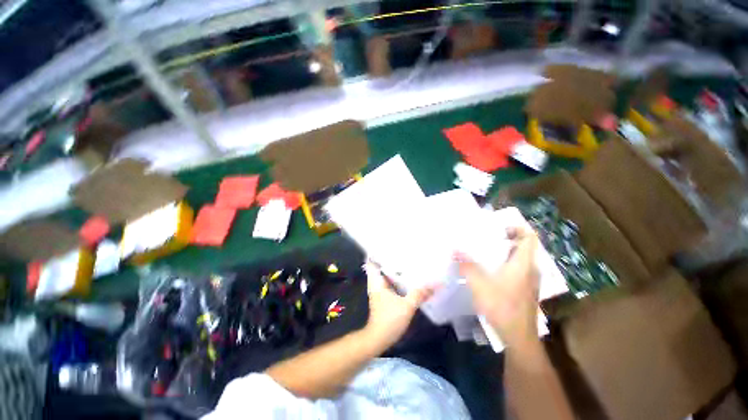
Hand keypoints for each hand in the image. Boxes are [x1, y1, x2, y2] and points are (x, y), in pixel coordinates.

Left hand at [362, 260, 435, 349]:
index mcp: (377, 281)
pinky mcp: (383, 297)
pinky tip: (407, 279)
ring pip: (385, 275)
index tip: (389, 247)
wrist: (379, 338)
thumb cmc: (389, 319)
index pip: (372, 262)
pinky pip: (389, 283)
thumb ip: (420, 294)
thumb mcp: (407, 306)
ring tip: (406, 262)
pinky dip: (396, 279)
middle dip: (390, 259)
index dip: (378, 253)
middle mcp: (376, 283)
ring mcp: (379, 290)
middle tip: (403, 252)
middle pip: (380, 266)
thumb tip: (434, 285)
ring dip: (394, 270)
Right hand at [458, 225, 539, 348]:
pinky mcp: (524, 290)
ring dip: (504, 252)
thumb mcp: (479, 284)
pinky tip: (489, 270)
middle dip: (506, 239)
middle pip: (523, 247)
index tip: (499, 227)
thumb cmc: (501, 307)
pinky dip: (504, 264)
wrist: (518, 337)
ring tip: (484, 251)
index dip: (517, 228)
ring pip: (519, 259)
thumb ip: (467, 265)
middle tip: (486, 237)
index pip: (530, 237)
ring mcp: (529, 281)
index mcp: (523, 263)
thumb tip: (454, 249)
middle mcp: (530, 269)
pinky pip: (516, 269)